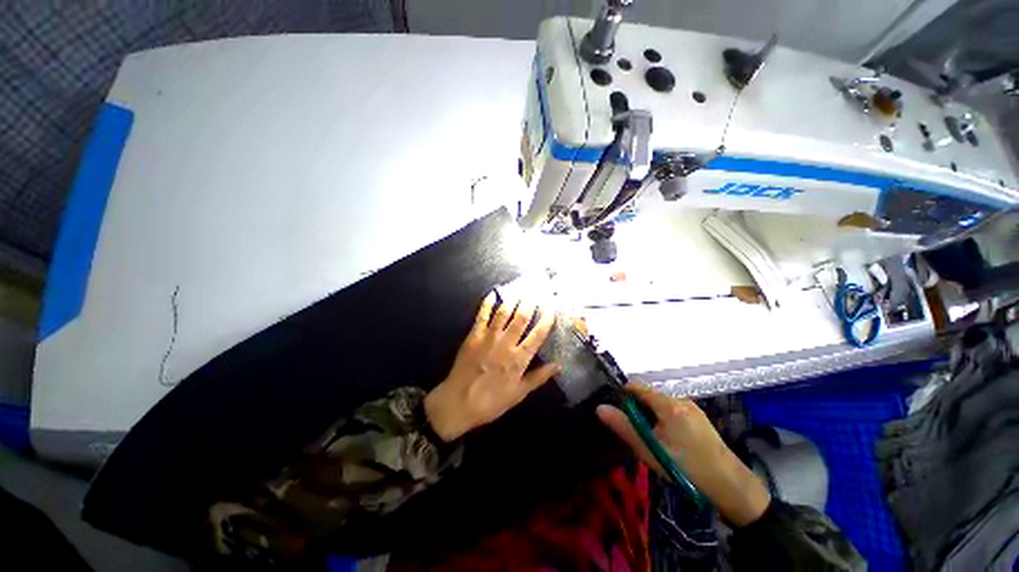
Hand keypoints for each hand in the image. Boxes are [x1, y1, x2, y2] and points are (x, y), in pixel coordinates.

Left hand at [424, 292, 558, 442]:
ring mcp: (488, 338)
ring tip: (522, 288)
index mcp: (519, 359)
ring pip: (504, 313)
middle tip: (538, 290)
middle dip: (531, 302)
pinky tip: (493, 293)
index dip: (547, 319)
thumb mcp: (519, 394)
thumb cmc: (491, 402)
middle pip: (522, 318)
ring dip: (514, 299)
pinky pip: (482, 316)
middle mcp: (506, 344)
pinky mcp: (474, 336)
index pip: (538, 334)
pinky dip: (488, 303)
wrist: (458, 403)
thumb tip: (558, 365)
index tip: (553, 307)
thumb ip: (538, 378)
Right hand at [597, 385, 770, 525]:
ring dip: (650, 416)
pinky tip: (667, 441)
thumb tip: (600, 408)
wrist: (730, 487)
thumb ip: (624, 427)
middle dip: (637, 409)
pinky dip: (663, 420)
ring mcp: (692, 408)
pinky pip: (672, 411)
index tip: (617, 413)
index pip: (636, 386)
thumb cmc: (686, 468)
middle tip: (634, 432)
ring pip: (660, 404)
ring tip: (651, 439)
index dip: (622, 395)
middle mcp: (680, 399)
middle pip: (648, 395)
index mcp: (668, 404)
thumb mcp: (649, 450)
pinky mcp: (699, 418)